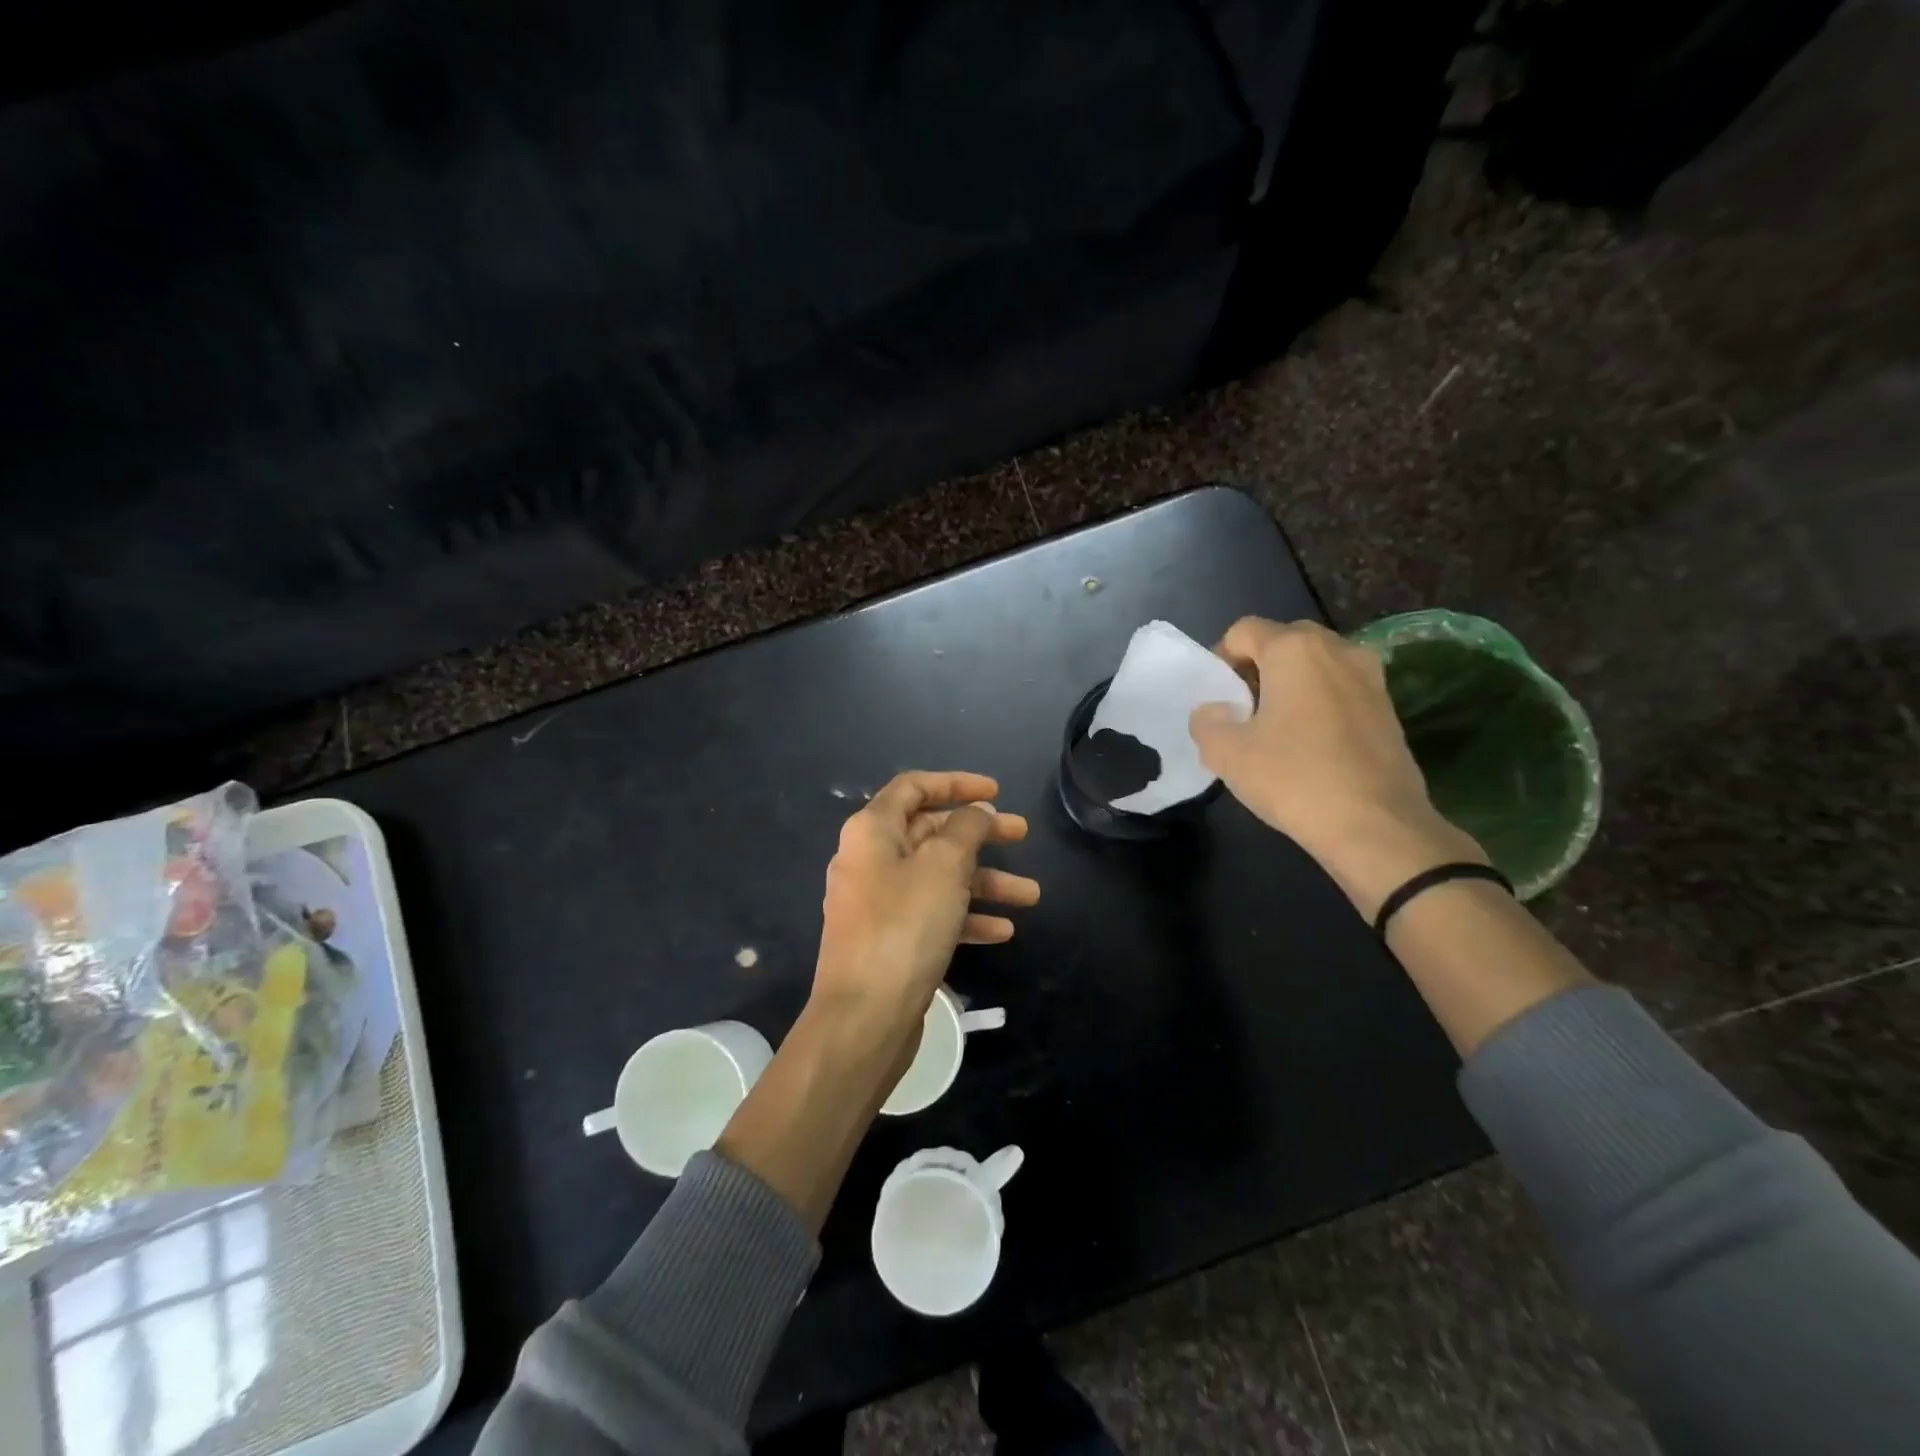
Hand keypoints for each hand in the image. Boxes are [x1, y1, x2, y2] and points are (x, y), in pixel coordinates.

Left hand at [813, 771, 1037, 1040]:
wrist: (864, 1018)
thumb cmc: (904, 927)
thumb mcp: (944, 866)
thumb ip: (966, 829)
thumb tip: (977, 812)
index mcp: (872, 831)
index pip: (914, 787)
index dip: (956, 783)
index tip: (996, 792)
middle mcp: (870, 860)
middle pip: (931, 833)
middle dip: (980, 835)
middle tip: (1023, 836)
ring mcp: (878, 902)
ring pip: (938, 878)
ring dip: (985, 883)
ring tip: (1031, 896)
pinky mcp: (889, 940)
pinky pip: (932, 914)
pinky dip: (966, 916)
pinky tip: (1003, 932)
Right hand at [1188, 618, 1487, 919]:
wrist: (1376, 826)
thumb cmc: (1294, 778)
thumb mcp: (1226, 753)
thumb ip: (1206, 722)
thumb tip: (1214, 711)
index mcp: (1294, 649)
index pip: (1243, 631)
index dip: (1221, 660)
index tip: (1218, 700)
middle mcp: (1337, 649)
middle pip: (1283, 641)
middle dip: (1257, 669)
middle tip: (1243, 712)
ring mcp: (1370, 676)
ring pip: (1315, 665)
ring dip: (1290, 686)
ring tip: (1276, 730)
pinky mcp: (1388, 707)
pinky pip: (1340, 689)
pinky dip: (1318, 704)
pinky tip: (1310, 746)